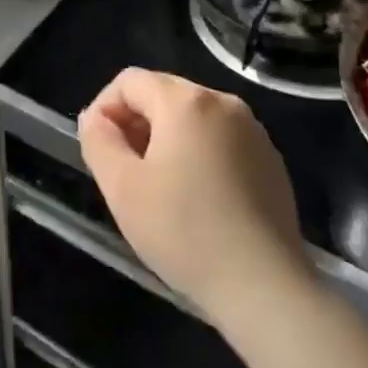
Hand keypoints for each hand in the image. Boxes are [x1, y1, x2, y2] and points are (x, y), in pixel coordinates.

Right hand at [79, 68, 310, 326]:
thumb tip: (96, 118)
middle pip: (163, 94)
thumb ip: (98, 140)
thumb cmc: (184, 231)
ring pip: (193, 118)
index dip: (104, 108)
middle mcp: (223, 102)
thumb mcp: (121, 187)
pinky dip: (199, 155)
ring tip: (160, 188)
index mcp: (186, 101)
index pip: (130, 81)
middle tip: (125, 171)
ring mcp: (253, 130)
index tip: (99, 150)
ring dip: (167, 140)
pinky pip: (221, 141)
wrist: (264, 286)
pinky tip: (198, 200)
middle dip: (136, 123)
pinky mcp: (271, 160)